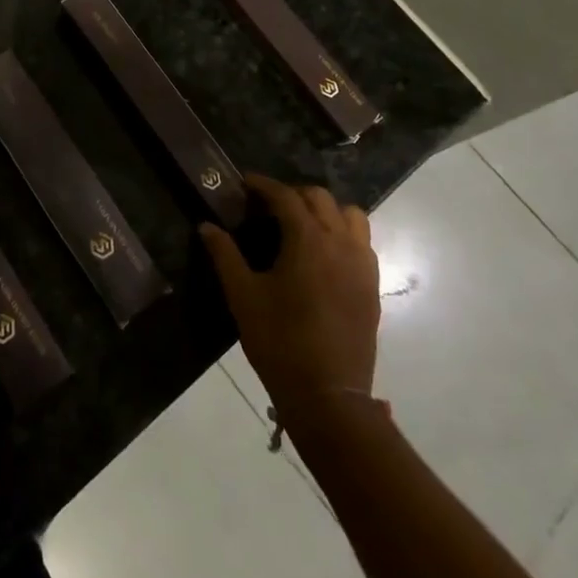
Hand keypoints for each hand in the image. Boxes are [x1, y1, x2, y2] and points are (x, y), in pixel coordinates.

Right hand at [201, 175, 380, 416]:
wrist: (328, 395)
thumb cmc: (279, 341)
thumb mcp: (243, 296)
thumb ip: (224, 255)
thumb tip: (206, 226)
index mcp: (308, 240)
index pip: (286, 196)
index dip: (264, 185)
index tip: (245, 183)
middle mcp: (340, 243)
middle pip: (320, 198)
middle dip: (293, 194)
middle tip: (267, 206)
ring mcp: (362, 264)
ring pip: (350, 215)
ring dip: (324, 210)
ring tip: (301, 224)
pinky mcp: (371, 285)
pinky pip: (362, 241)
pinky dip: (342, 233)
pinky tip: (323, 253)